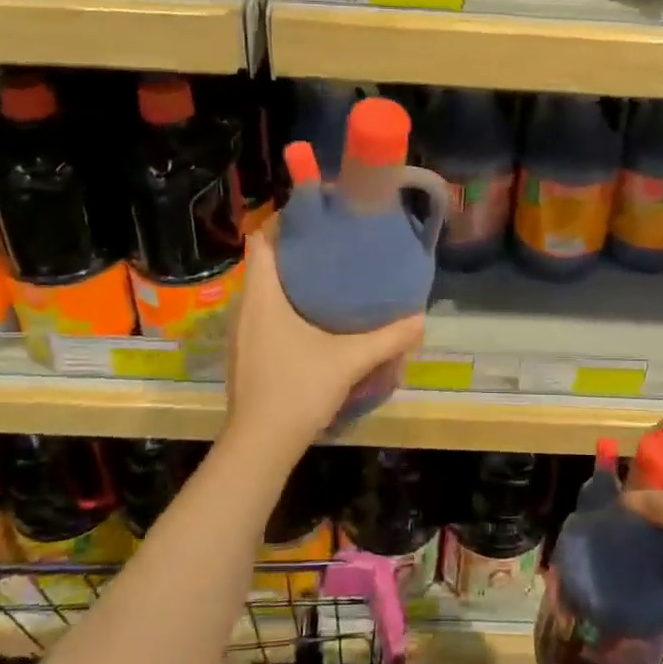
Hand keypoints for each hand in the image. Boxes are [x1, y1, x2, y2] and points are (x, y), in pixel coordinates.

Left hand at [224, 232, 425, 453]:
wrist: (260, 445)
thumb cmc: (298, 389)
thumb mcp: (350, 360)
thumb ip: (387, 338)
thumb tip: (420, 319)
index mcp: (262, 296)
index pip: (260, 240)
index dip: (283, 223)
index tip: (315, 219)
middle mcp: (246, 308)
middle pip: (264, 264)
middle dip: (295, 252)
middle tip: (333, 247)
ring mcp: (242, 334)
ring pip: (264, 292)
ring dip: (290, 282)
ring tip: (328, 280)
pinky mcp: (245, 356)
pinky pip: (264, 316)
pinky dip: (285, 308)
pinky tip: (313, 322)